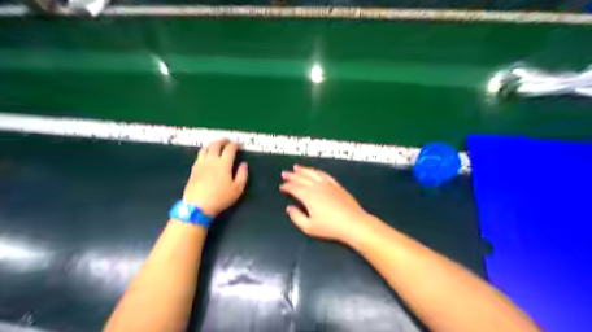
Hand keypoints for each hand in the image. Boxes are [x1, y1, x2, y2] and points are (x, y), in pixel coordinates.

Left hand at [183, 138, 247, 216]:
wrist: (197, 205)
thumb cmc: (220, 198)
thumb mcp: (237, 189)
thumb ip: (242, 175)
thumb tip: (244, 164)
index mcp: (224, 163)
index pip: (230, 149)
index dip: (235, 145)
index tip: (239, 145)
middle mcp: (211, 160)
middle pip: (216, 145)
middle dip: (222, 141)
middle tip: (227, 140)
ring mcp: (201, 164)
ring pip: (205, 148)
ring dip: (212, 144)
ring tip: (216, 144)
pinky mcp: (194, 169)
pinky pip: (199, 155)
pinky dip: (205, 151)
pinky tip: (206, 155)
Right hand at [278, 165, 367, 240]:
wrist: (353, 223)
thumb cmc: (330, 227)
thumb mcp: (309, 227)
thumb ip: (296, 217)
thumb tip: (289, 208)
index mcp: (309, 196)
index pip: (294, 188)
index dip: (287, 186)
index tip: (281, 187)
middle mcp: (317, 186)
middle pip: (302, 178)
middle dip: (292, 175)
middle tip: (284, 173)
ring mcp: (328, 184)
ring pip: (313, 173)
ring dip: (304, 170)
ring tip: (297, 167)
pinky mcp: (337, 185)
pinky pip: (325, 175)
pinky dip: (317, 171)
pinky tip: (315, 171)